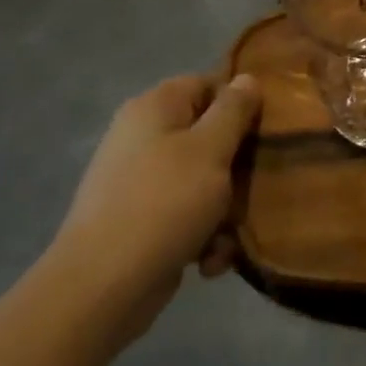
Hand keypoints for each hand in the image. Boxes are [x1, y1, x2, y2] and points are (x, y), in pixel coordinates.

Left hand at [46, 74, 258, 344]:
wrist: (102, 287)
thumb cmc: (164, 204)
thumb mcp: (211, 149)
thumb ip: (234, 110)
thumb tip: (247, 78)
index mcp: (155, 106)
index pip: (209, 84)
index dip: (240, 105)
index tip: (264, 133)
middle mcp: (142, 136)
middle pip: (208, 136)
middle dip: (235, 169)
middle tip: (252, 189)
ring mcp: (137, 180)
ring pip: (201, 180)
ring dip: (222, 210)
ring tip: (227, 237)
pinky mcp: (138, 221)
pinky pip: (183, 215)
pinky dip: (200, 236)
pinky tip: (207, 262)